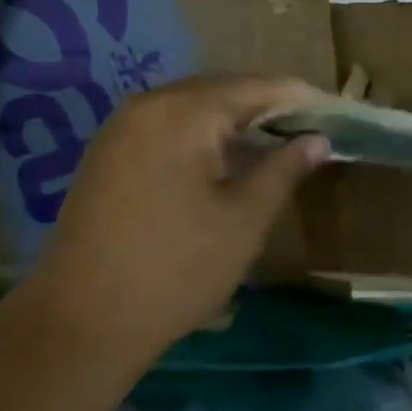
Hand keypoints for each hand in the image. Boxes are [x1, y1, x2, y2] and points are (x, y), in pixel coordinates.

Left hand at [27, 74, 329, 366]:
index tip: (332, 110)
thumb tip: (318, 140)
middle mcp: (148, 105)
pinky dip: (201, 134)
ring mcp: (121, 127)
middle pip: (220, 89)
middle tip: (307, 127)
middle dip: (266, 105)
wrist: (80, 323)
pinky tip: (223, 159)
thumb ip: (284, 169)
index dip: (297, 96)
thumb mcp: (244, 219)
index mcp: (183, 112)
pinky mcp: (107, 153)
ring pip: (192, 107)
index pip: (254, 87)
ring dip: (233, 120)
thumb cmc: (175, 269)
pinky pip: (167, 126)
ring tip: (273, 142)